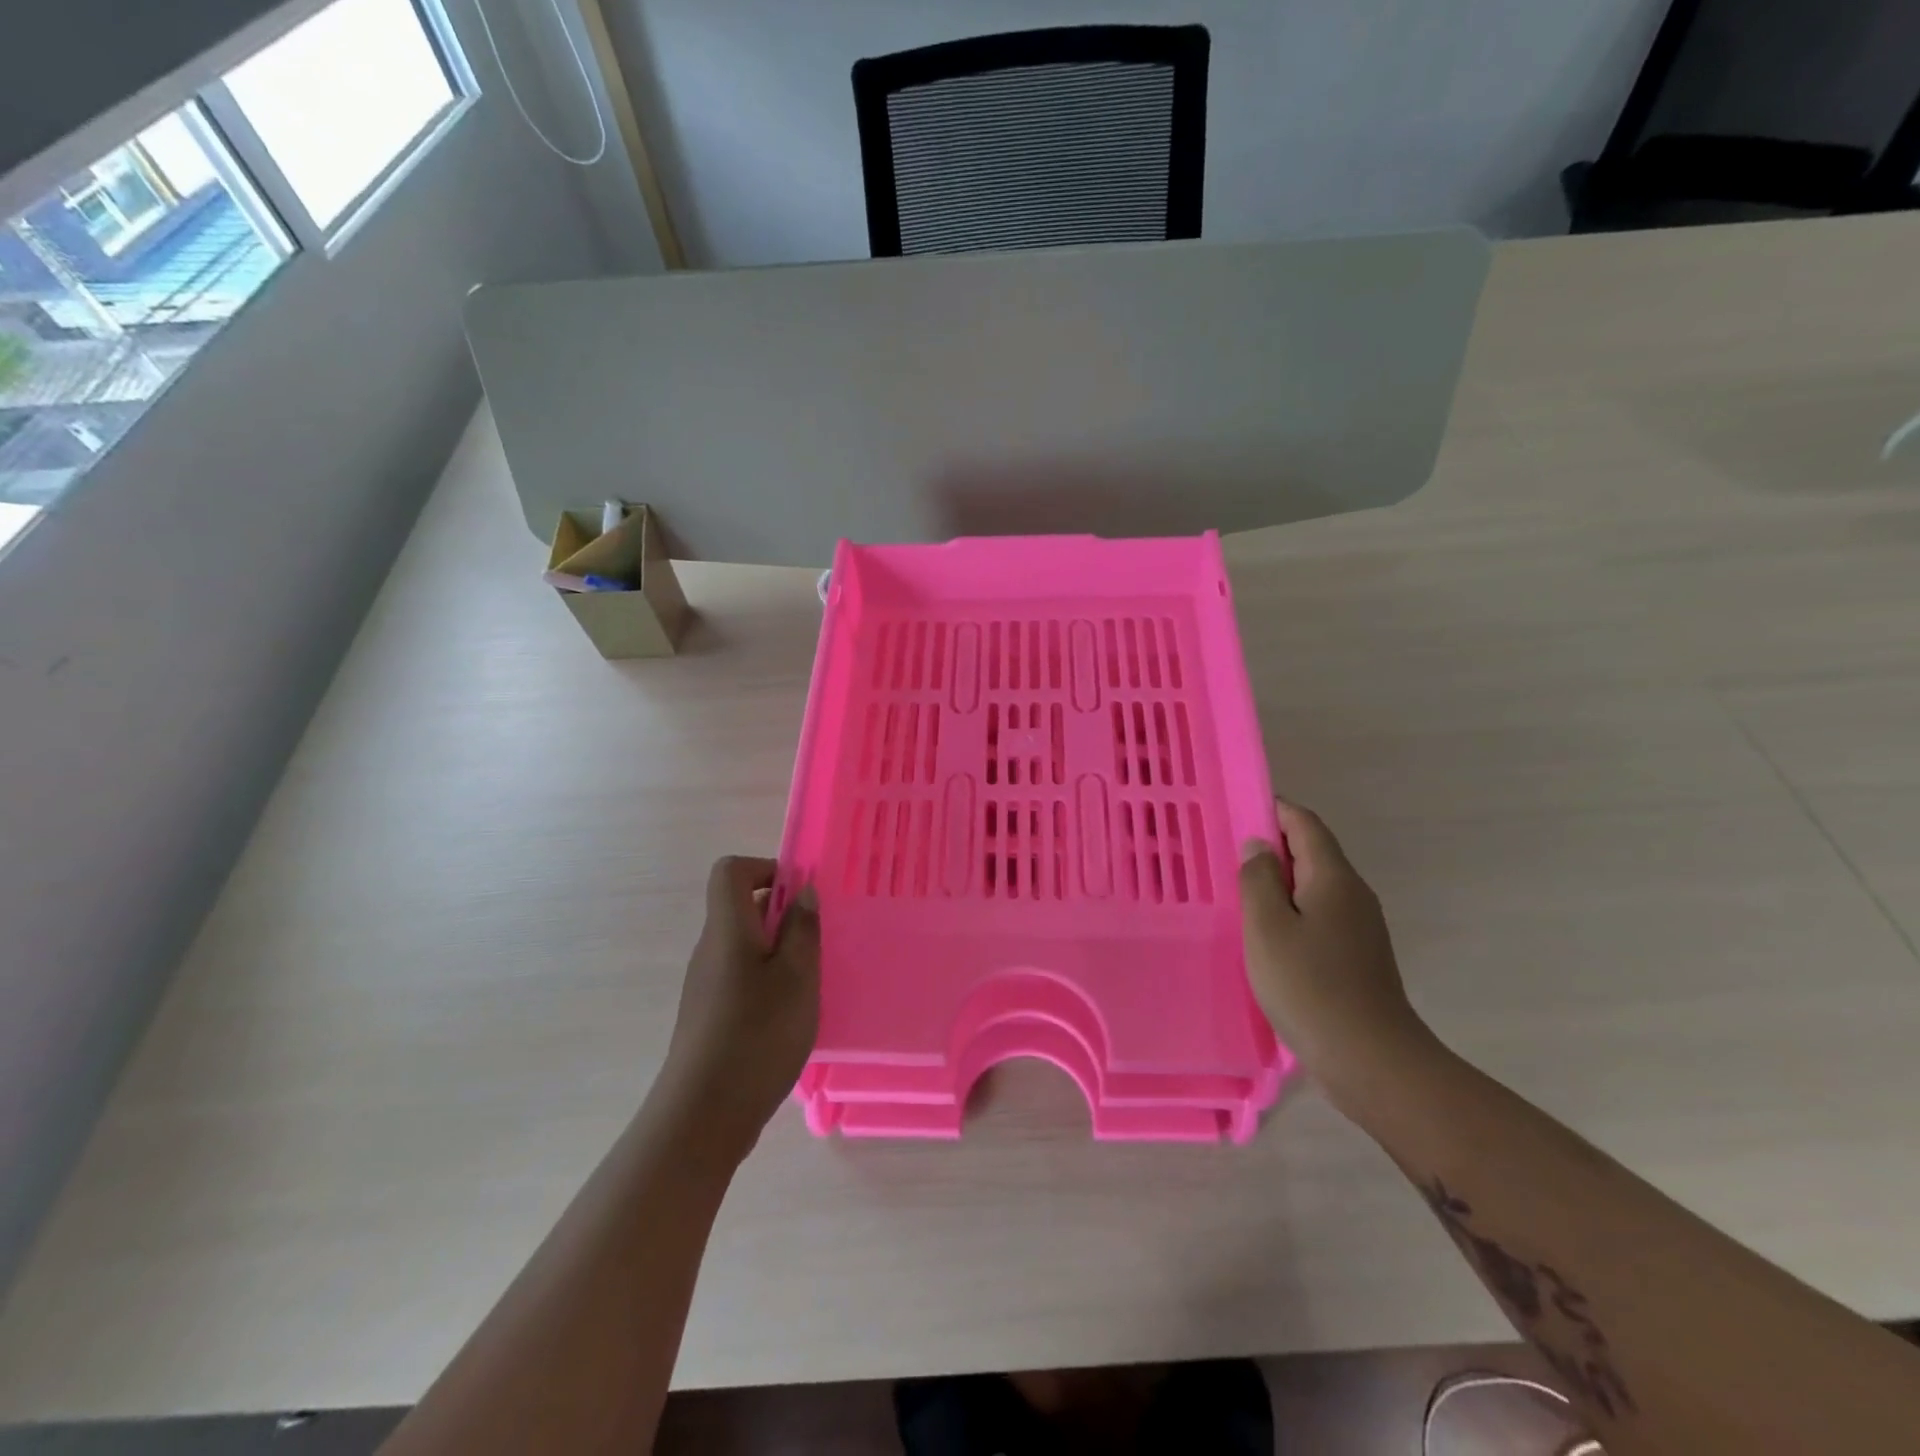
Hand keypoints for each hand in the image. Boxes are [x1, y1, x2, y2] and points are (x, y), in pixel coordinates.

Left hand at [660, 857, 819, 1160]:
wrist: (703, 1116)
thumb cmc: (757, 1035)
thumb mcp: (796, 976)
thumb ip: (801, 928)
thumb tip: (801, 890)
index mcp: (726, 929)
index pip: (730, 871)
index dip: (764, 868)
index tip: (800, 893)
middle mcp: (709, 950)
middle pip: (739, 907)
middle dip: (782, 913)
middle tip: (818, 939)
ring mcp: (706, 985)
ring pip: (744, 945)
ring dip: (779, 950)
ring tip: (811, 980)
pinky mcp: (709, 1016)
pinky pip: (741, 976)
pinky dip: (768, 980)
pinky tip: (791, 1013)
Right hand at [1240, 799, 1431, 1097]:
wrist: (1372, 1060)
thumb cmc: (1310, 986)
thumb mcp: (1267, 928)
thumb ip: (1258, 880)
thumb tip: (1259, 847)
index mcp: (1333, 878)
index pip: (1304, 824)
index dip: (1273, 810)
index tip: (1236, 812)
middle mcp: (1353, 894)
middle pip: (1312, 853)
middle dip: (1271, 848)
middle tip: (1226, 857)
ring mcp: (1360, 928)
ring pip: (1314, 888)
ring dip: (1279, 884)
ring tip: (1239, 895)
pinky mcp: (1357, 957)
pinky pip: (1319, 917)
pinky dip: (1291, 913)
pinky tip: (1267, 937)